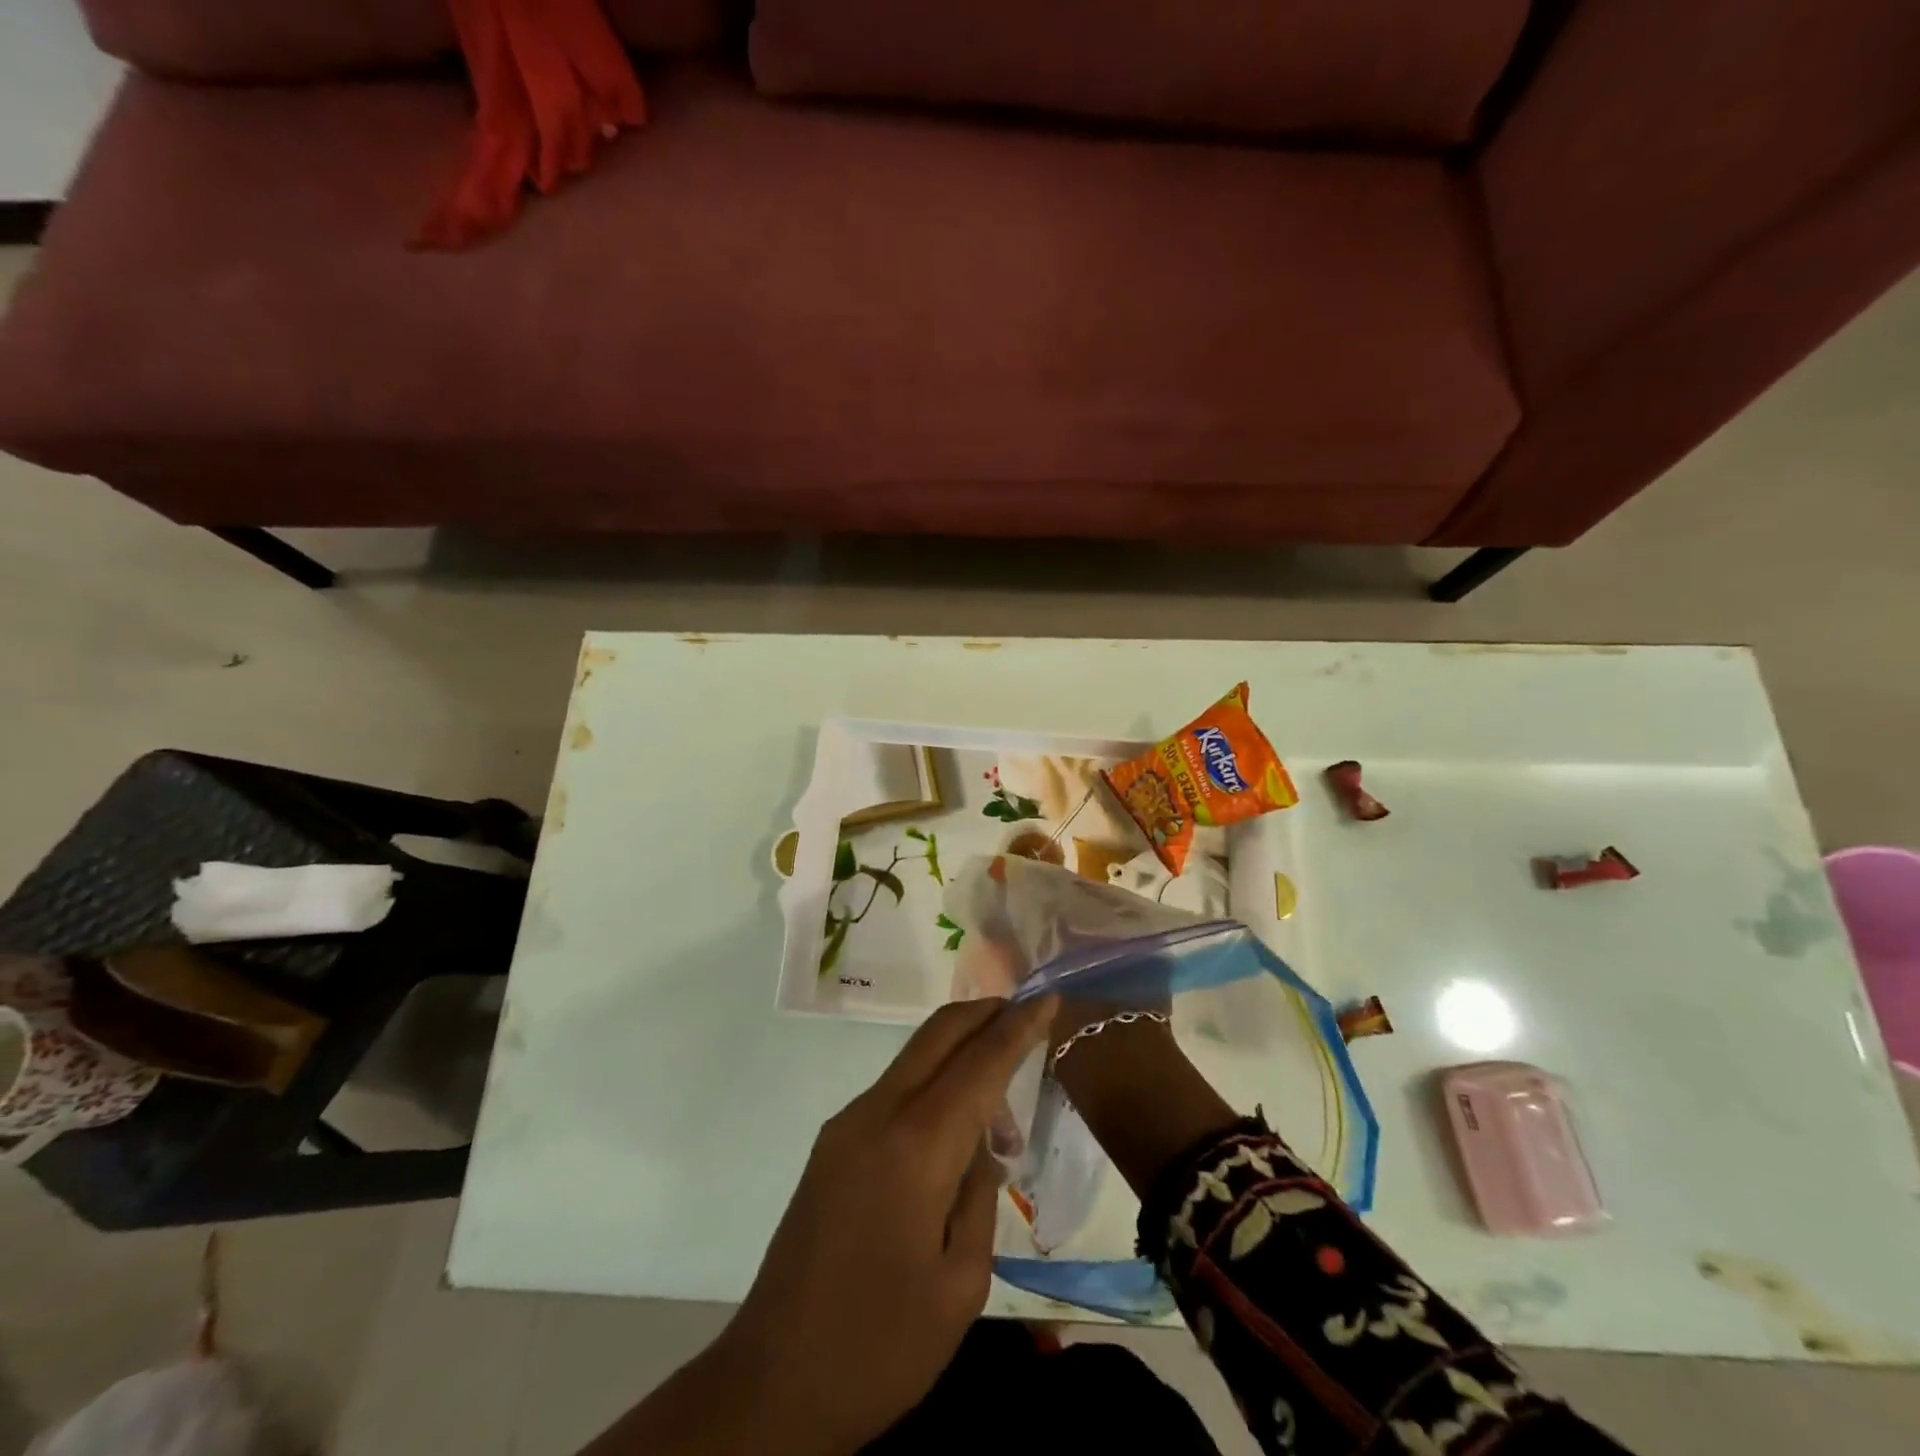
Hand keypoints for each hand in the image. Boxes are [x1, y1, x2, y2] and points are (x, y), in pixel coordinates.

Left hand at [712, 995, 1056, 1453]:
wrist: (773, 1381)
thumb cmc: (881, 1345)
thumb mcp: (961, 1284)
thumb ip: (980, 1196)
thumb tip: (979, 1149)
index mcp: (916, 1146)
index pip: (979, 1063)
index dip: (1018, 1026)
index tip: (1049, 997)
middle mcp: (877, 1114)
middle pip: (938, 1034)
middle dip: (985, 1013)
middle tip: (1027, 1014)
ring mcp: (847, 1124)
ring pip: (915, 1058)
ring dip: (961, 1055)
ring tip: (1001, 1112)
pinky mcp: (832, 1144)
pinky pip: (895, 1091)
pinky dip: (934, 1086)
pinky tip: (955, 1135)